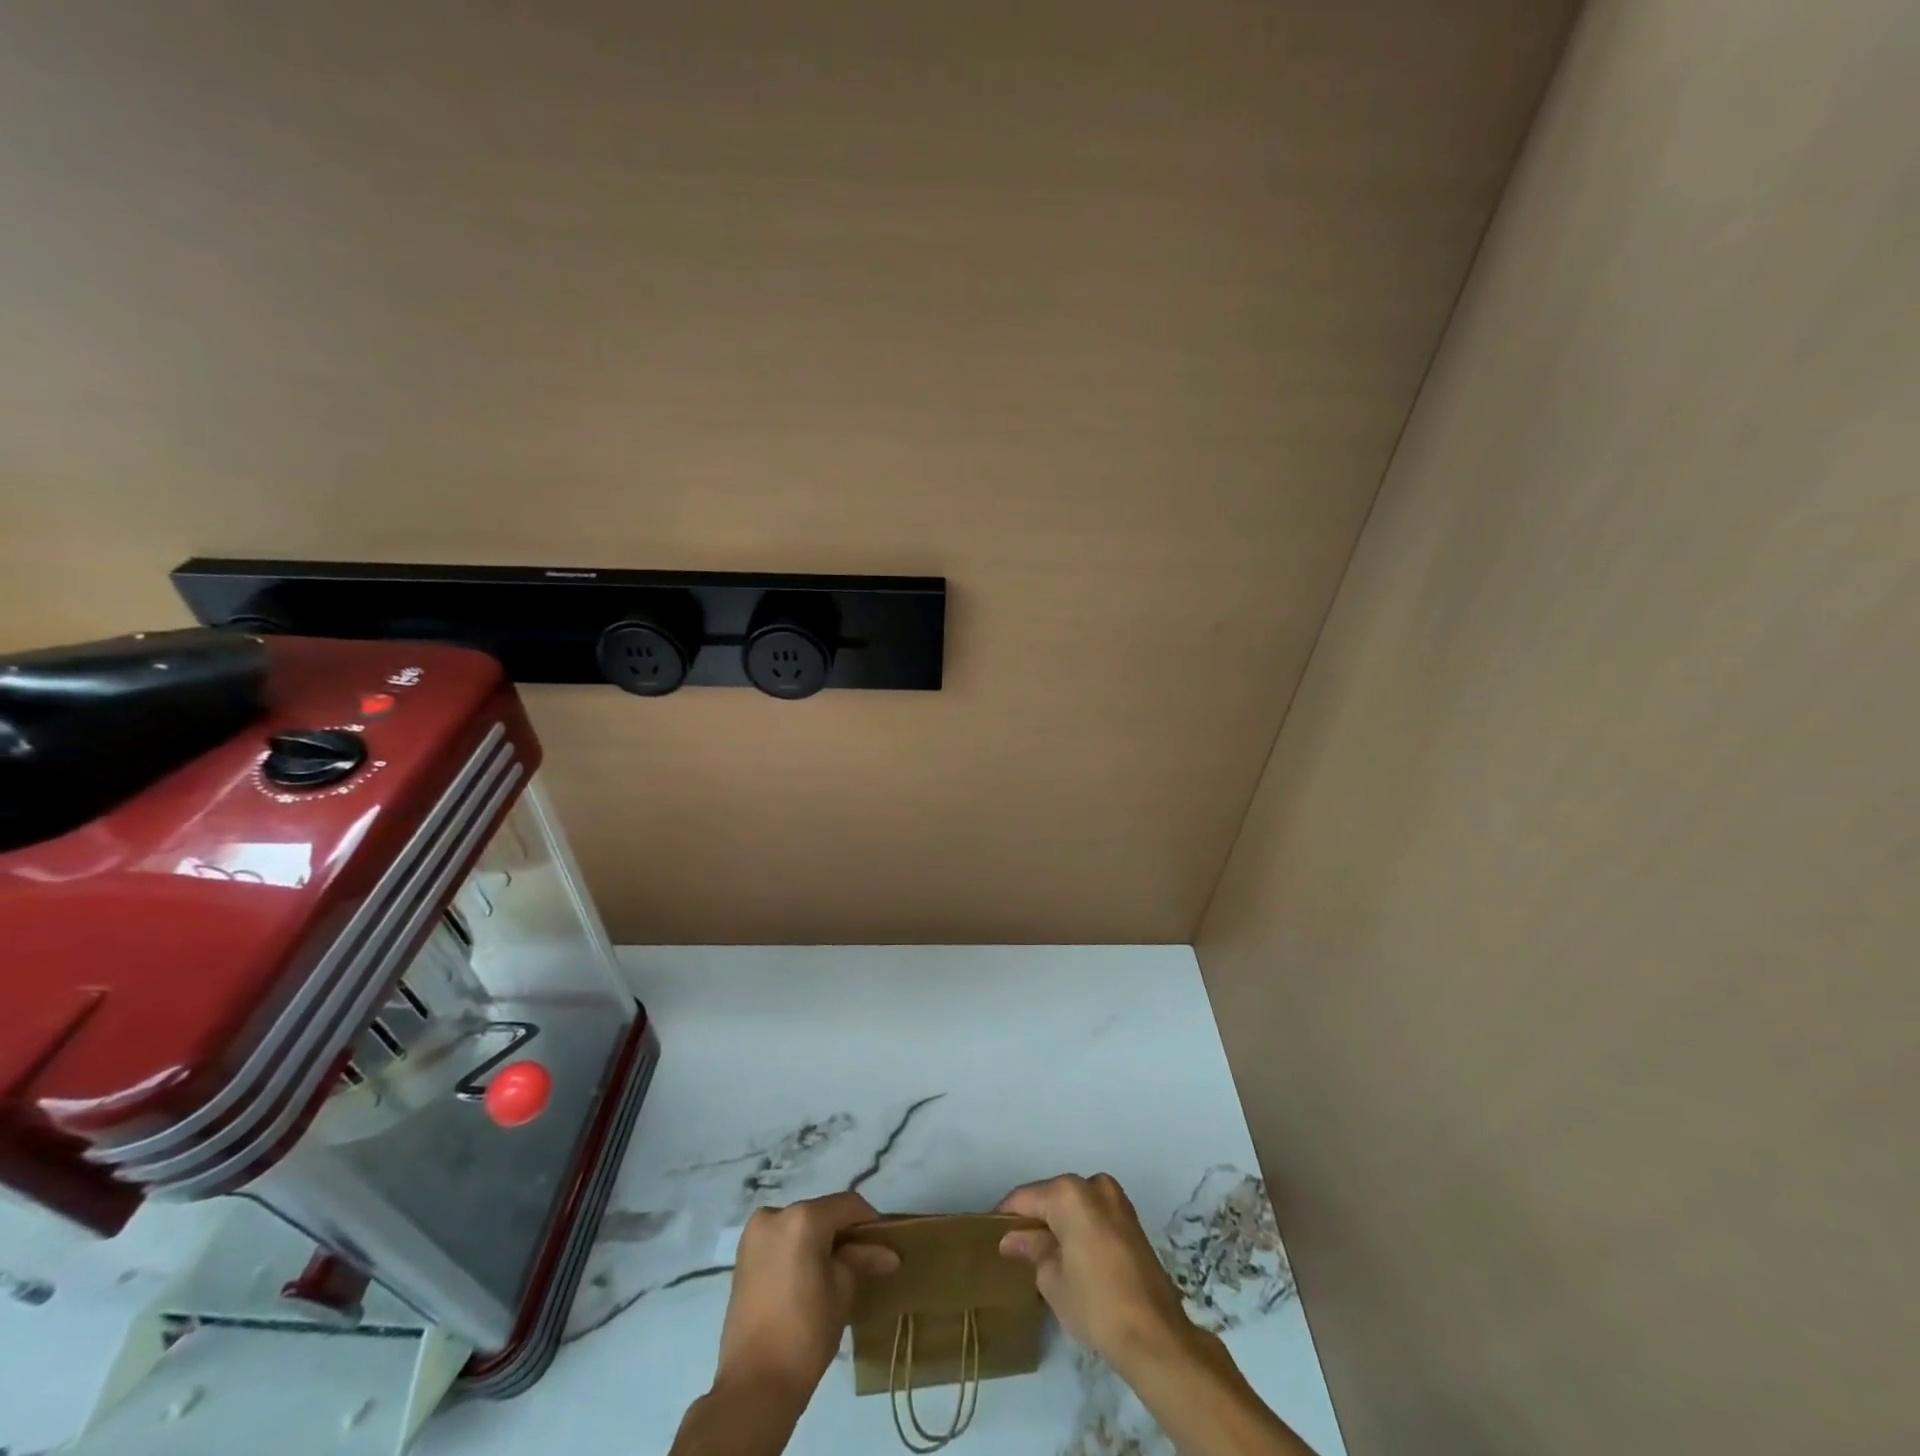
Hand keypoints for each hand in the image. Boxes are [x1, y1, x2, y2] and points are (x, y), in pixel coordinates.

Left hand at [712, 1191, 899, 1410]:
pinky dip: (799, 1250)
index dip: (870, 1221)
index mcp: (802, 1218)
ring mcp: (754, 1235)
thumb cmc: (805, 1334)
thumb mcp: (843, 1291)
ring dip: (821, 1241)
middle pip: (822, 1213)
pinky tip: (811, 1275)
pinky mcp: (743, 1257)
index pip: (847, 1205)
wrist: (753, 1386)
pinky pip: (781, 1241)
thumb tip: (888, 1253)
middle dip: (844, 1232)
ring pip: (800, 1226)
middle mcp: (775, 1214)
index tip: (885, 1243)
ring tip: (838, 1269)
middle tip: (864, 1258)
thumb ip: (863, 1260)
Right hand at [996, 1173, 1196, 1375]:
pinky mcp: (1131, 1220)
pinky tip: (1069, 1252)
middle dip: (1035, 1217)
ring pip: (1075, 1204)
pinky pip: (1094, 1214)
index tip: (990, 1230)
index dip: (1006, 1214)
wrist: (1154, 1334)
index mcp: (1069, 1194)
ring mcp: (1117, 1200)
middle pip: (1052, 1196)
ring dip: (1058, 1222)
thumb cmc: (1095, 1303)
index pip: (1027, 1197)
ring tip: (1041, 1251)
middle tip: (1015, 1244)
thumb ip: (1032, 1249)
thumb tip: (1013, 1238)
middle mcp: (1093, 1185)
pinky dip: (1079, 1227)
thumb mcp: (1052, 1279)